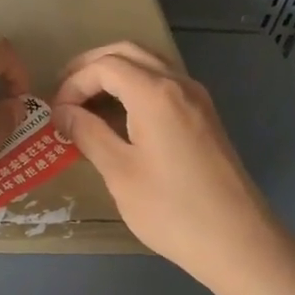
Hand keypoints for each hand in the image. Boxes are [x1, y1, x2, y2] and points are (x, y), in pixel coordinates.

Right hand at [51, 43, 279, 290]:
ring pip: (149, 64)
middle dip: (91, 66)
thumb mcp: (119, 172)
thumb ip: (88, 134)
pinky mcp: (204, 117)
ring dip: (115, 73)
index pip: (105, 66)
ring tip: (86, 102)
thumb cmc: (172, 209)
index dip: (74, 83)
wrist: (238, 241)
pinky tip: (119, 117)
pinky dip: (135, 87)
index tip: (56, 113)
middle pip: (128, 53)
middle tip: (64, 92)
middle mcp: (179, 84)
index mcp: (156, 93)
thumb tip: (63, 112)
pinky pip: (164, 84)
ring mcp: (197, 99)